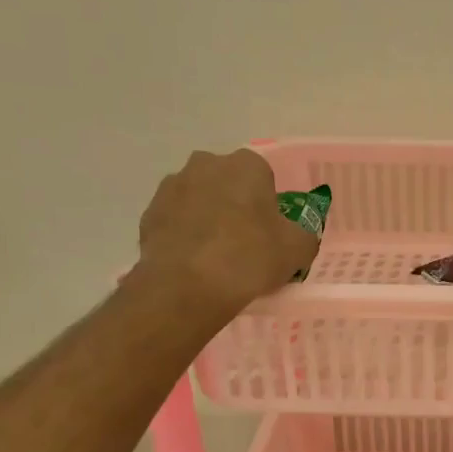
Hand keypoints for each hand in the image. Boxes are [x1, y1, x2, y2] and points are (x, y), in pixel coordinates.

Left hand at [135, 148, 319, 318]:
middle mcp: (206, 164)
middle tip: (245, 241)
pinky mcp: (149, 213)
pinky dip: (185, 236)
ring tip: (216, 256)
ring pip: (198, 200)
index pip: (263, 177)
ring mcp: (172, 187)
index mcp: (246, 165)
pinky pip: (176, 221)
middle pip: (227, 183)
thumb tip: (297, 237)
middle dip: (235, 204)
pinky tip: (194, 263)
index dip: (268, 204)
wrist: (188, 286)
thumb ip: (303, 236)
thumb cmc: (250, 258)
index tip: (270, 231)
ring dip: (207, 218)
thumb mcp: (298, 250)